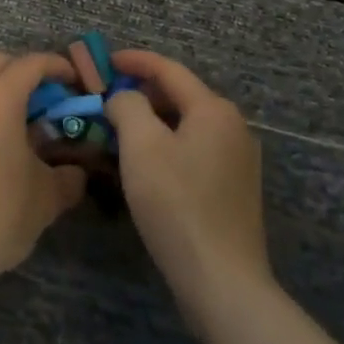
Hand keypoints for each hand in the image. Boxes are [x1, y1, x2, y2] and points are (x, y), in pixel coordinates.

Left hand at [0, 52, 87, 288]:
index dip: (59, 67)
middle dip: (28, 73)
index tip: (78, 82)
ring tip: (28, 122)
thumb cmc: (0, 211)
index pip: (33, 64)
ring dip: (4, 91)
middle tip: (52, 98)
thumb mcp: (48, 195)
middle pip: (1, 64)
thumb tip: (77, 171)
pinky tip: (2, 142)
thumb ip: (69, 175)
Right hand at [105, 50, 273, 331]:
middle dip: (142, 92)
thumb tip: (125, 98)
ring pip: (186, 125)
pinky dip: (167, 145)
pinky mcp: (234, 189)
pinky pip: (194, 150)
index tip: (105, 61)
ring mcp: (238, 160)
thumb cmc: (177, 204)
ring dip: (153, 121)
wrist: (222, 282)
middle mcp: (233, 127)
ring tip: (119, 129)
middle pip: (180, 95)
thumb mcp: (141, 146)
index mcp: (214, 109)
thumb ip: (128, 106)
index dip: (134, 61)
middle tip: (106, 98)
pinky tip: (145, 164)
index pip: (169, 69)